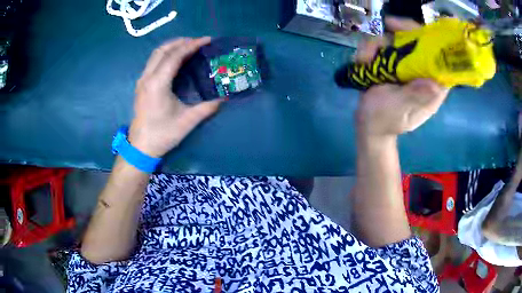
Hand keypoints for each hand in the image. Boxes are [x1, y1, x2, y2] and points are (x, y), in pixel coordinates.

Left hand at [128, 37, 221, 157]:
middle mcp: (147, 78)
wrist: (141, 147)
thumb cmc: (162, 134)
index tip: (206, 40)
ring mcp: (142, 80)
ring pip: (155, 54)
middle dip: (181, 41)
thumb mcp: (188, 121)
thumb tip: (225, 96)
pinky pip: (153, 62)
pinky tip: (175, 60)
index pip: (175, 56)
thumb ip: (208, 107)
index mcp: (158, 84)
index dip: (191, 45)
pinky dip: (165, 55)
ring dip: (172, 46)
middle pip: (163, 50)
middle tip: (198, 42)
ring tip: (188, 46)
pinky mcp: (141, 85)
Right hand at [355, 17, 448, 137]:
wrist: (369, 123)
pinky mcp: (390, 62)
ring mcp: (404, 65)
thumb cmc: (386, 121)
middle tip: (388, 25)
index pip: (439, 58)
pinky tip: (362, 63)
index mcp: (431, 86)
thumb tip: (435, 84)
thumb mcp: (401, 112)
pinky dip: (368, 50)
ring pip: (395, 40)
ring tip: (365, 61)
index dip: (431, 40)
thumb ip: (415, 97)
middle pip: (417, 41)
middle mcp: (420, 71)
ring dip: (377, 45)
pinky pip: (380, 46)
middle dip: (402, 32)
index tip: (416, 30)